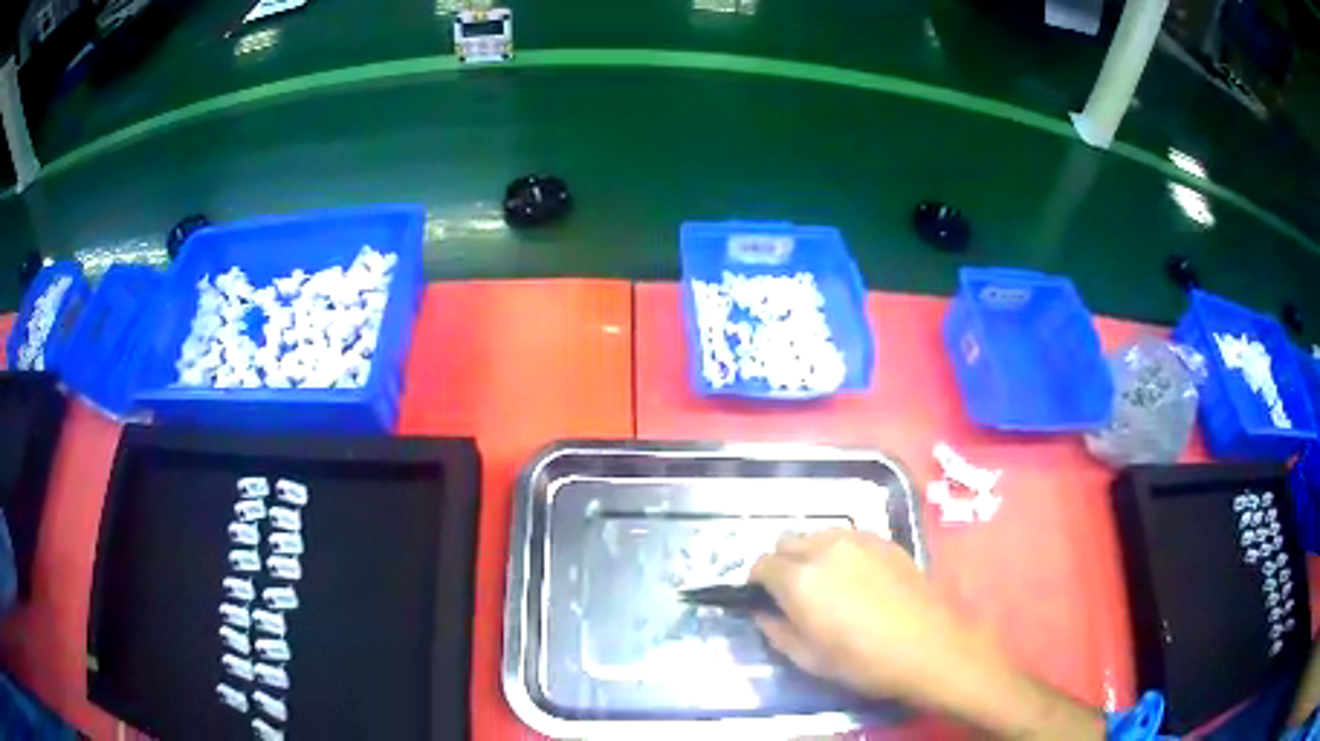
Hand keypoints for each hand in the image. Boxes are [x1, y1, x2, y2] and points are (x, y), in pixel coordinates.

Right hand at [749, 529, 969, 703]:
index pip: (761, 564)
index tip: (767, 600)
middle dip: (783, 564)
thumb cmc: (865, 662)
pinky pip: (847, 536)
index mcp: (800, 581)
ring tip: (829, 584)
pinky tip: (857, 578)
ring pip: (817, 535)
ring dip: (811, 554)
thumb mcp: (810, 659)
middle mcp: (824, 549)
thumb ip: (777, 632)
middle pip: (786, 542)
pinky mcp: (884, 539)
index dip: (758, 583)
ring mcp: (857, 539)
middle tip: (796, 594)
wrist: (929, 646)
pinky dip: (839, 551)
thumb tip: (763, 613)